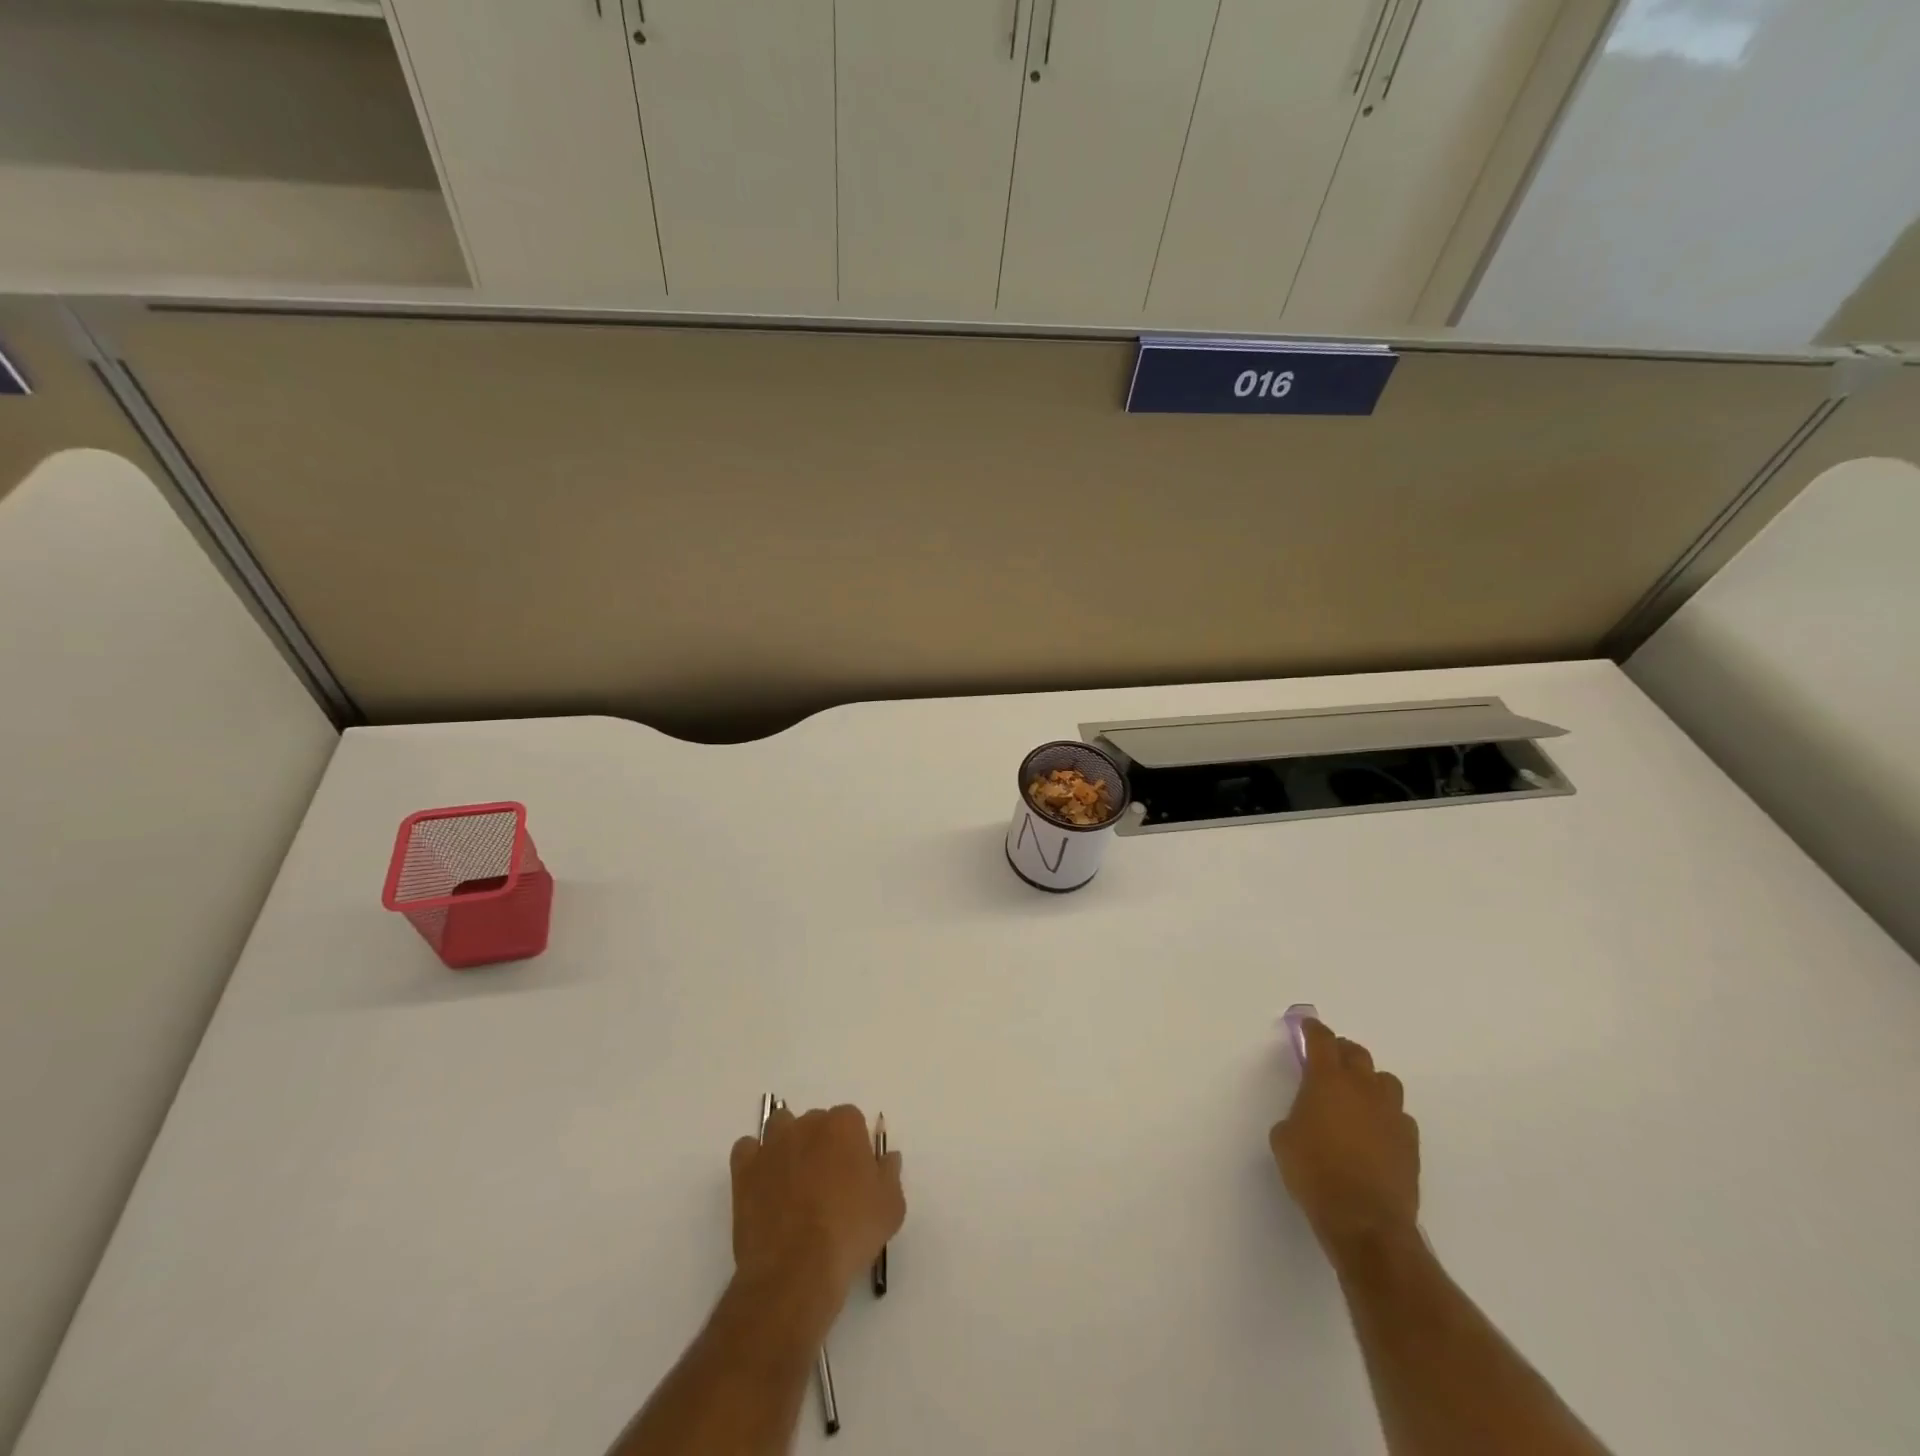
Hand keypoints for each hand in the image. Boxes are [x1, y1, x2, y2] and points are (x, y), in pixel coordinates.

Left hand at [729, 1105, 904, 1303]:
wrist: (796, 1270)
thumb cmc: (850, 1233)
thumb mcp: (891, 1207)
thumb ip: (890, 1174)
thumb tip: (887, 1157)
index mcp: (844, 1125)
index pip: (851, 1121)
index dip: (853, 1147)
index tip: (855, 1175)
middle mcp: (807, 1124)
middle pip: (816, 1122)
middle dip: (821, 1144)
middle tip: (826, 1183)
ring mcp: (772, 1145)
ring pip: (780, 1127)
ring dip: (787, 1144)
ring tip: (793, 1180)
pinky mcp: (745, 1170)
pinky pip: (747, 1150)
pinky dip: (754, 1160)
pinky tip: (764, 1184)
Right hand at [1270, 1019, 1419, 1259]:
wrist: (1365, 1220)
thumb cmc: (1314, 1172)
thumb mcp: (1284, 1139)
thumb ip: (1295, 1115)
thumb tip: (1307, 1118)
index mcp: (1327, 1080)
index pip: (1322, 1040)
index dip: (1313, 1030)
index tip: (1308, 1027)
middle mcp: (1362, 1088)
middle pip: (1357, 1053)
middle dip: (1342, 1052)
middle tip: (1330, 1061)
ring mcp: (1391, 1114)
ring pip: (1385, 1081)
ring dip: (1369, 1081)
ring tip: (1357, 1096)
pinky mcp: (1410, 1143)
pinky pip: (1399, 1116)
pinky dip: (1386, 1116)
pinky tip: (1376, 1132)